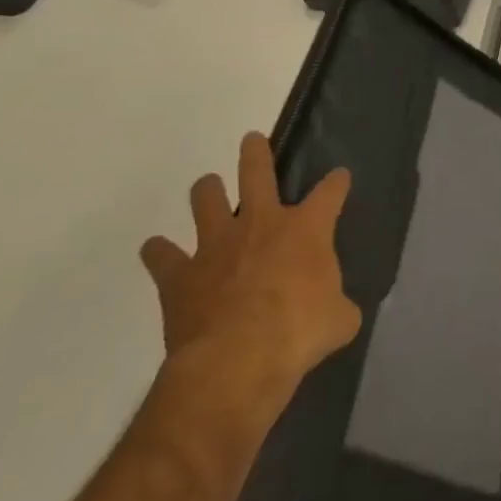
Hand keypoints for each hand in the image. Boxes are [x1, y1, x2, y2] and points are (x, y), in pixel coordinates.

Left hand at [140, 133, 361, 416]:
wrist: (236, 360)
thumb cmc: (299, 333)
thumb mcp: (339, 320)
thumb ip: (338, 305)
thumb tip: (337, 310)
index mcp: (307, 229)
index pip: (330, 191)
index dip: (337, 182)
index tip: (340, 176)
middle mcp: (261, 223)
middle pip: (257, 172)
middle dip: (255, 153)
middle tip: (251, 140)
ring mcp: (216, 245)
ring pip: (206, 198)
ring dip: (208, 191)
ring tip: (209, 188)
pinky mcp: (180, 274)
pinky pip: (161, 254)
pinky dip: (160, 252)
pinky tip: (160, 252)